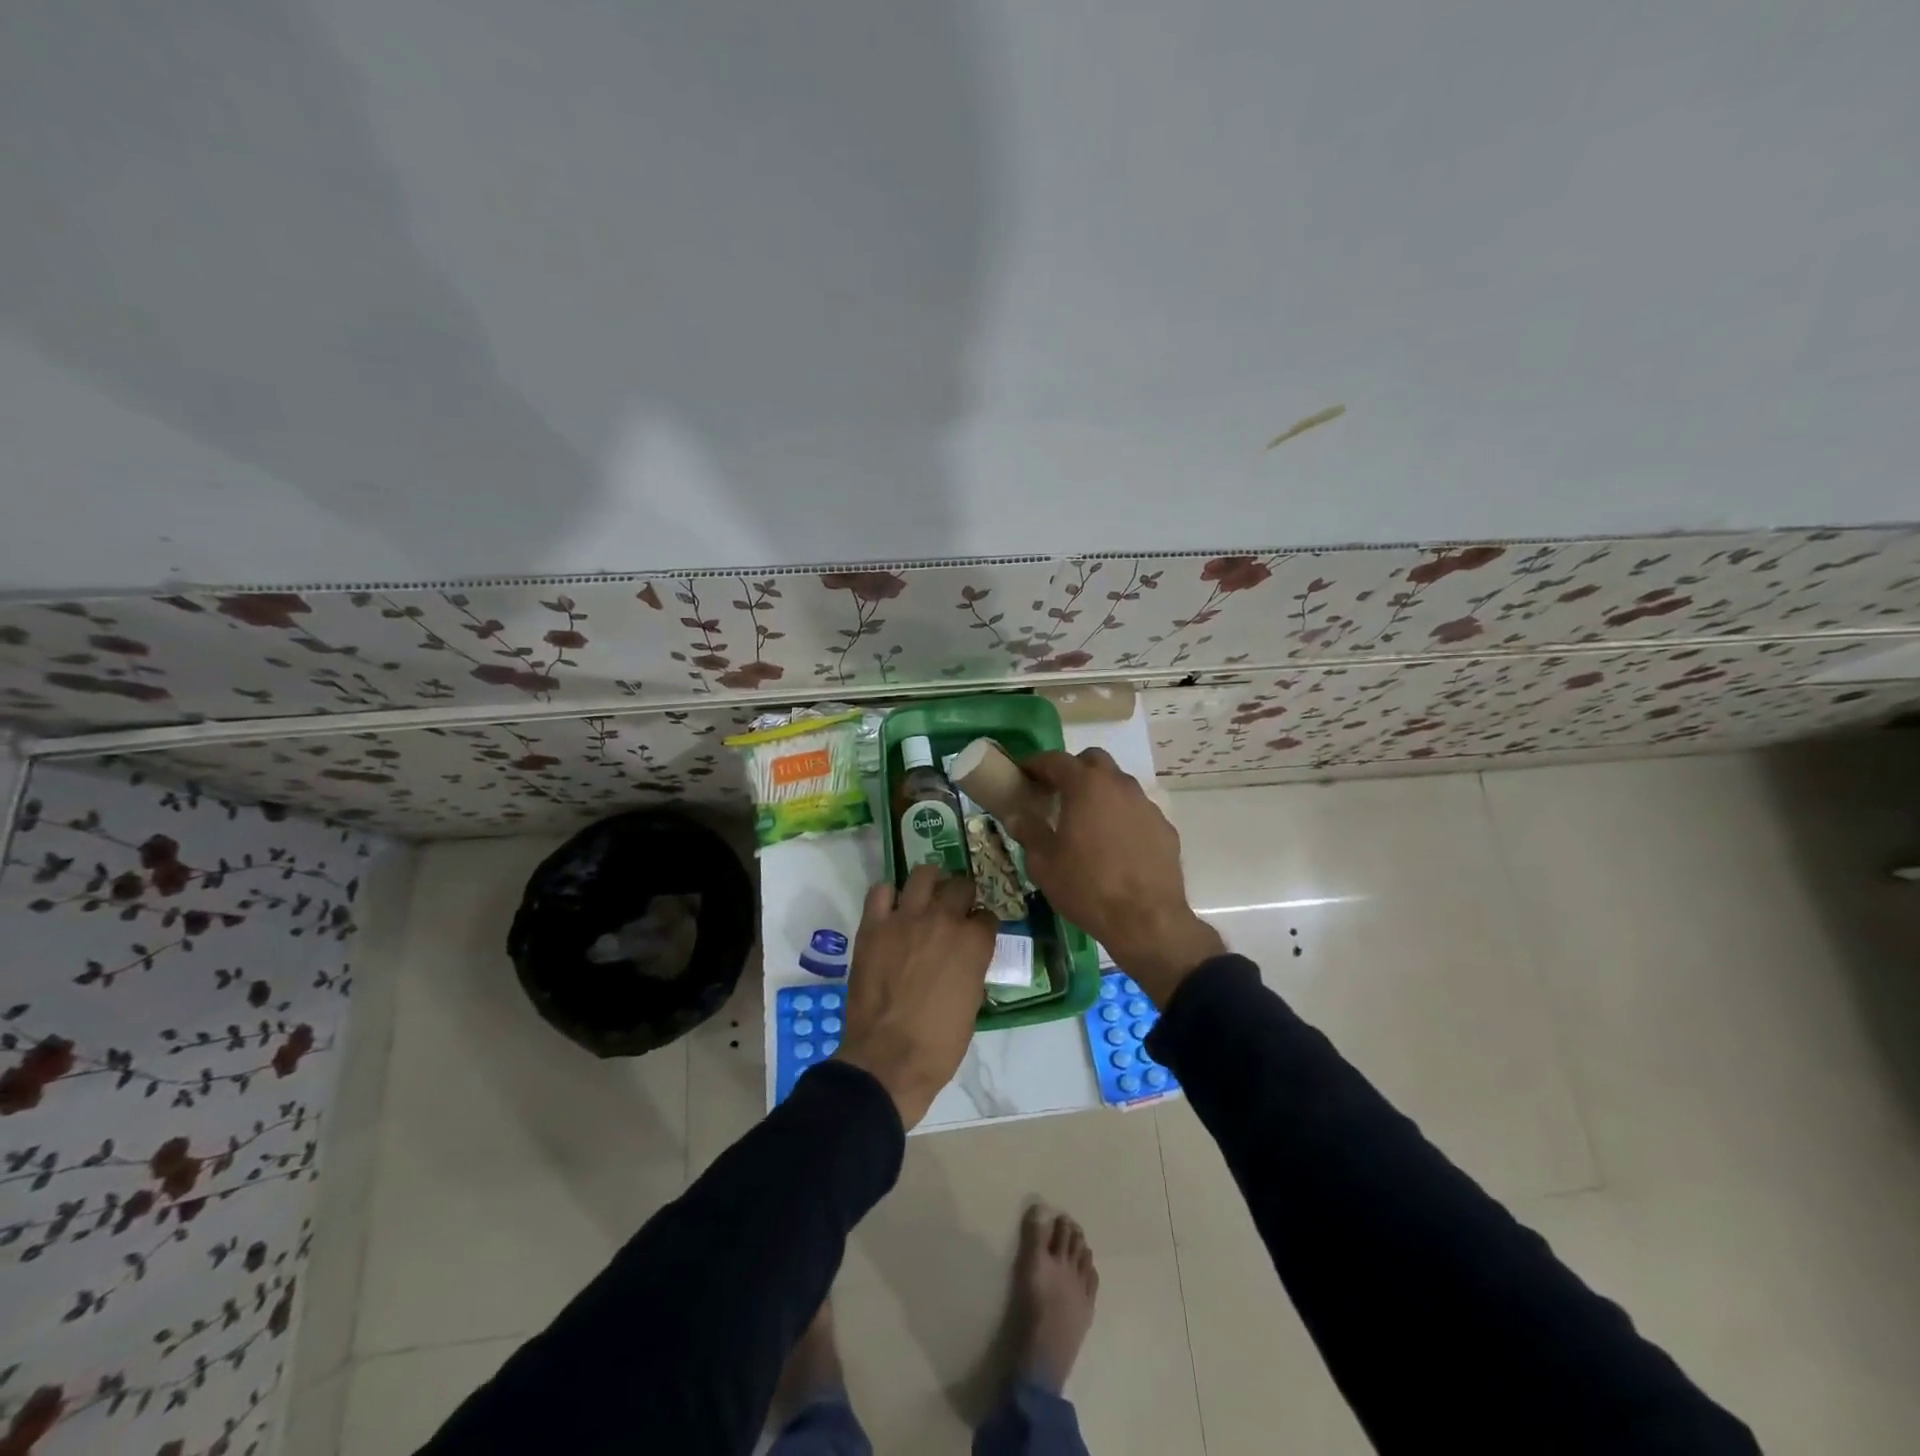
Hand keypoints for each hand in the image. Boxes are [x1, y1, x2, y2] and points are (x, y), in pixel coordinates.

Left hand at [836, 864, 996, 1127]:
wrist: (888, 1058)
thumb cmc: (939, 1044)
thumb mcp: (972, 1004)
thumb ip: (971, 969)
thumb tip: (964, 959)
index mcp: (974, 942)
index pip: (988, 916)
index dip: (983, 925)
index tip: (978, 933)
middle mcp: (944, 920)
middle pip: (961, 886)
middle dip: (962, 896)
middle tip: (955, 910)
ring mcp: (906, 918)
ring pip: (923, 874)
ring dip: (930, 882)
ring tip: (927, 895)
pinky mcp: (874, 926)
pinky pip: (880, 892)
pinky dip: (888, 896)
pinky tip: (892, 909)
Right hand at [1001, 749, 1223, 1006]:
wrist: (1146, 920)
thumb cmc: (1087, 887)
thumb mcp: (1044, 863)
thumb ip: (1028, 832)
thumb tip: (1015, 815)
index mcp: (1086, 786)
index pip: (1056, 760)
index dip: (1036, 764)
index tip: (1023, 774)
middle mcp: (1119, 785)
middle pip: (1093, 761)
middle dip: (1073, 770)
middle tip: (1056, 793)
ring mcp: (1146, 805)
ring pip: (1118, 784)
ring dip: (1099, 793)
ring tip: (1085, 821)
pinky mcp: (1164, 827)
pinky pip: (1136, 811)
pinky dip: (1120, 816)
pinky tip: (1114, 845)